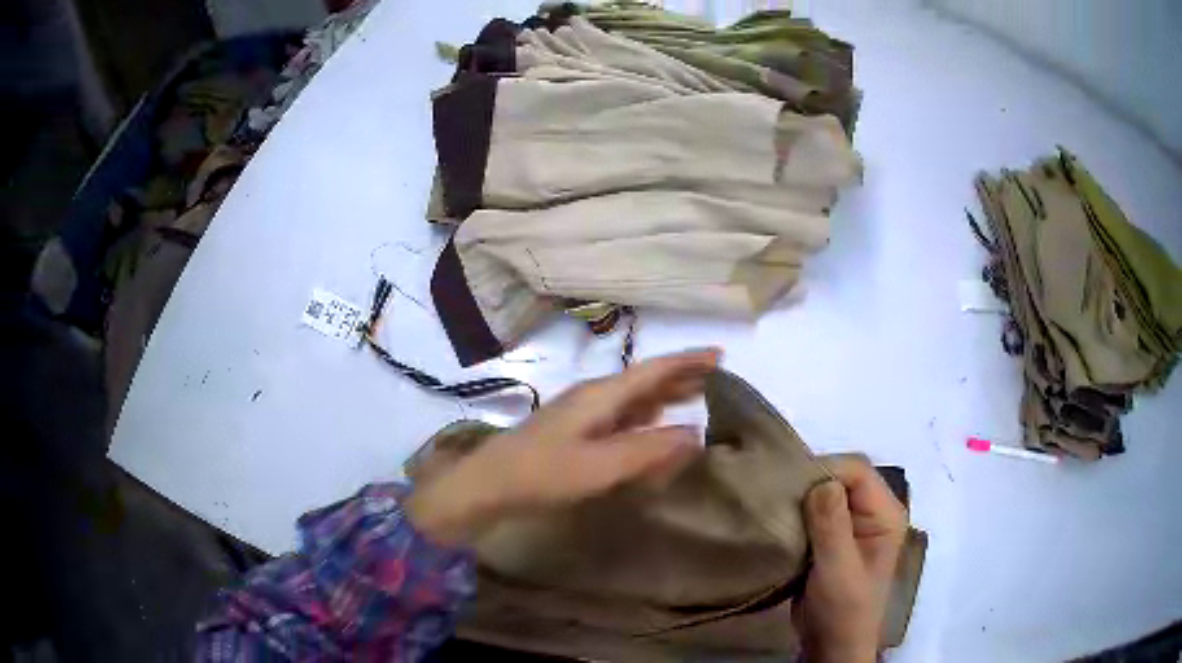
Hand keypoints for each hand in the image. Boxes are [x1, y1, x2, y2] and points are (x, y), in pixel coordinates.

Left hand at [405, 348, 720, 544]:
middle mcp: (594, 397)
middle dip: (680, 376)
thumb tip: (694, 434)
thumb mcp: (600, 466)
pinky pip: (621, 418)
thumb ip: (648, 450)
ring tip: (693, 397)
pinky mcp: (575, 433)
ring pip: (633, 399)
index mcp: (601, 395)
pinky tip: (652, 425)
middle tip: (716, 378)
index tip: (720, 356)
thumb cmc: (543, 473)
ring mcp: (582, 414)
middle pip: (645, 380)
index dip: (687, 362)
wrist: (489, 484)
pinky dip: (644, 418)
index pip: (653, 370)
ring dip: (664, 395)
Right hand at [795, 455, 907, 662]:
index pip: (858, 472)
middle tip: (778, 495)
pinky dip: (797, 512)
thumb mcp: (838, 570)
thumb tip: (820, 482)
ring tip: (775, 506)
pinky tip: (779, 520)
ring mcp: (853, 524)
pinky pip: (814, 511)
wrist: (831, 643)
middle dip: (811, 482)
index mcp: (886, 514)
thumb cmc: (843, 609)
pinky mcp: (832, 537)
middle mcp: (873, 512)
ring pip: (826, 492)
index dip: (826, 471)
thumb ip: (832, 526)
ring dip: (801, 498)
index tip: (790, 486)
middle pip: (842, 476)